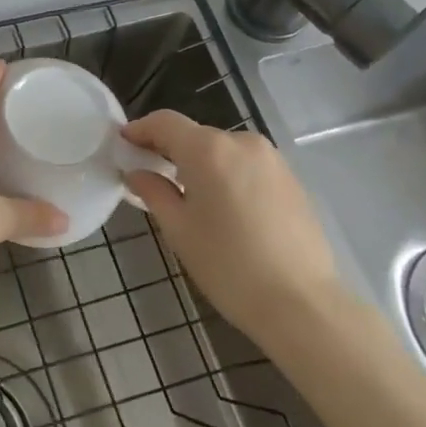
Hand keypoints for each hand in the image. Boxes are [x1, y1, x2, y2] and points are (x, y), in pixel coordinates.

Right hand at [121, 110, 339, 329]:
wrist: (302, 303)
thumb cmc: (228, 265)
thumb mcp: (179, 229)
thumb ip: (154, 192)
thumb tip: (137, 173)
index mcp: (209, 149)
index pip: (165, 123)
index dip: (141, 129)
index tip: (123, 143)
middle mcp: (242, 142)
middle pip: (195, 135)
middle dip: (170, 149)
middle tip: (150, 172)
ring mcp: (272, 159)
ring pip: (223, 150)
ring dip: (200, 162)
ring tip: (187, 193)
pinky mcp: (291, 179)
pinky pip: (247, 165)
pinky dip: (227, 174)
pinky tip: (224, 206)